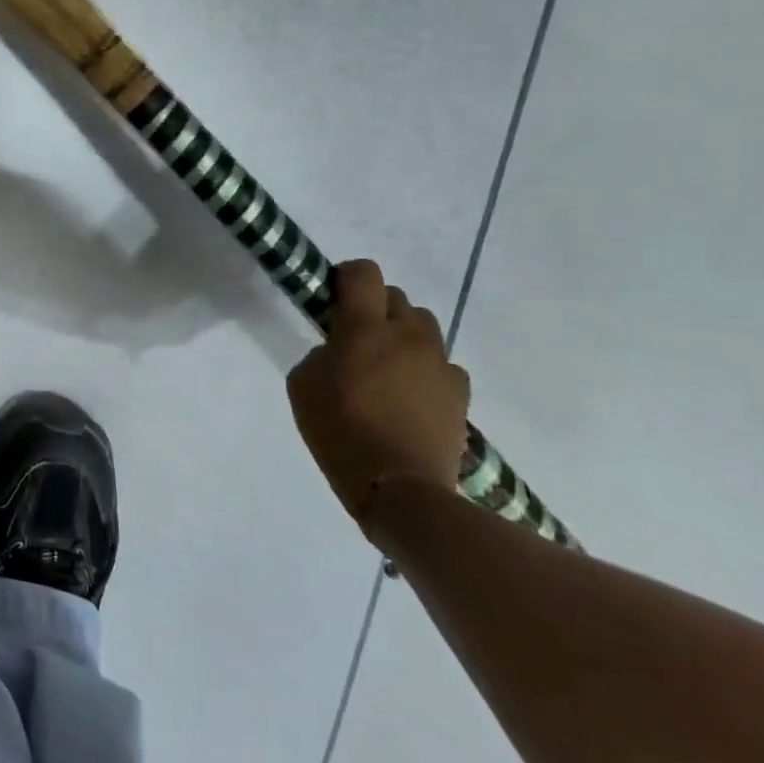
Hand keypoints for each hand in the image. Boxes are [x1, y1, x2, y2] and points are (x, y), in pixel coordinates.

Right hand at [287, 260, 468, 537]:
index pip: (363, 273)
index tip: (332, 297)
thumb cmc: (340, 431)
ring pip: (423, 326)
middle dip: (375, 308)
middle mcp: (407, 335)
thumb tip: (339, 349)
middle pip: (396, 297)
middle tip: (356, 338)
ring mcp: (439, 363)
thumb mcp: (303, 385)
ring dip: (403, 335)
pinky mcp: (460, 393)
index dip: (346, 276)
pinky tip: (410, 394)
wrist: (400, 489)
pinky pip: (442, 364)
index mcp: (365, 328)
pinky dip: (425, 369)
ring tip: (386, 365)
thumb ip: (320, 353)